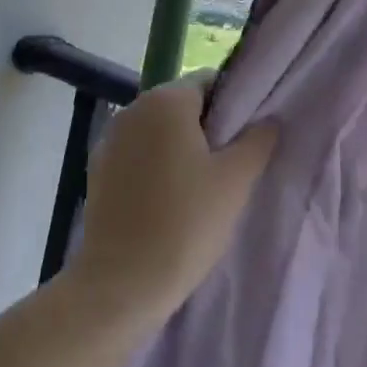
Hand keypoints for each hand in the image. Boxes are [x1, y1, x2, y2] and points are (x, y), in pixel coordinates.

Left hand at [67, 72, 277, 323]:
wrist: (120, 284)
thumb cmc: (185, 225)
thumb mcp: (235, 182)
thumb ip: (257, 141)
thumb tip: (268, 120)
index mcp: (166, 100)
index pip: (209, 81)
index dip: (232, 105)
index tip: (245, 139)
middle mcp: (134, 108)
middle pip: (182, 104)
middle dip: (206, 128)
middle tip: (227, 167)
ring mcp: (111, 138)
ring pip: (158, 130)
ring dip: (178, 148)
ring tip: (199, 189)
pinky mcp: (98, 168)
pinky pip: (137, 154)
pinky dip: (153, 166)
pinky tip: (166, 202)